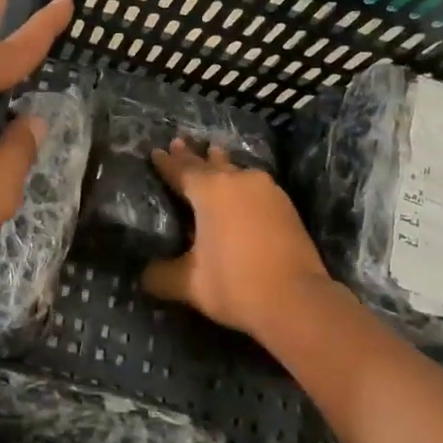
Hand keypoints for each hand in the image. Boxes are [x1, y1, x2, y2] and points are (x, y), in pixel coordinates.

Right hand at [142, 141, 332, 341]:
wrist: (296, 301)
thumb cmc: (234, 284)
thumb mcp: (188, 284)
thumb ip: (161, 275)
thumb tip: (145, 275)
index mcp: (210, 191)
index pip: (181, 171)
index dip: (166, 163)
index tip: (156, 151)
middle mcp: (238, 181)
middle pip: (210, 164)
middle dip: (193, 156)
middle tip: (180, 142)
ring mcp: (267, 191)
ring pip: (237, 171)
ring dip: (222, 164)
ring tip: (214, 153)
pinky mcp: (286, 206)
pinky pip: (255, 186)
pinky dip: (242, 183)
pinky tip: (242, 187)